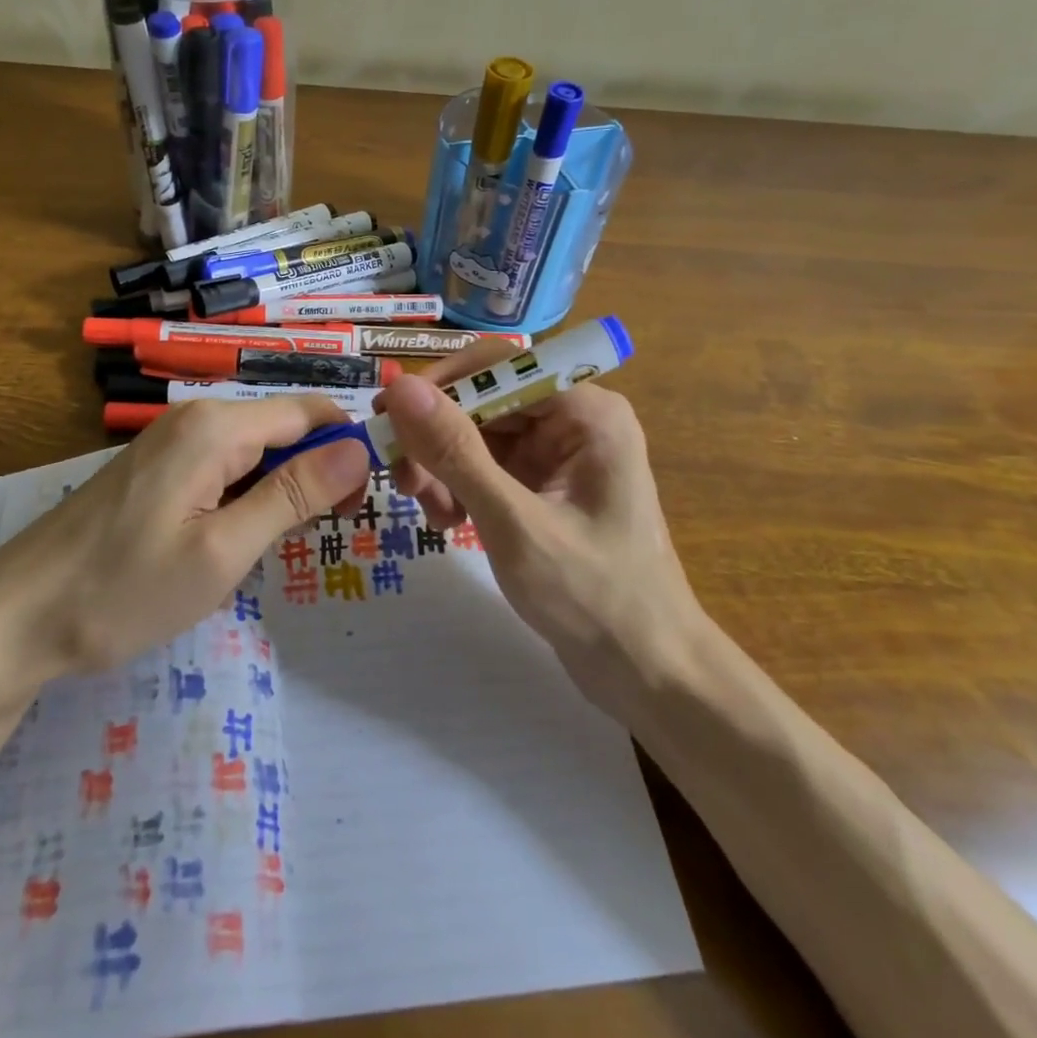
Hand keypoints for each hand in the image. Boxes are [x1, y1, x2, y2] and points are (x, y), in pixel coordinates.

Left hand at [0, 397, 372, 686]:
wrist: (17, 618)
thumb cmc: (125, 589)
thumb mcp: (223, 550)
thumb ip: (293, 494)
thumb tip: (360, 449)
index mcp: (217, 426)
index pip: (310, 412)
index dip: (348, 448)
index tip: (363, 503)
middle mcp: (196, 418)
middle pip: (283, 428)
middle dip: (316, 471)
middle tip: (325, 534)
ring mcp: (171, 442)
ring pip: (255, 450)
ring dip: (280, 488)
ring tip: (279, 545)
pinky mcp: (156, 468)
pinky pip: (222, 467)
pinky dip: (246, 496)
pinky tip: (236, 539)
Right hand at [374, 343, 705, 711]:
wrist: (648, 672)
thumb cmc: (593, 596)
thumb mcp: (513, 522)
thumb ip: (455, 451)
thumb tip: (400, 387)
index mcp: (584, 410)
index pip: (496, 365)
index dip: (438, 386)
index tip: (388, 420)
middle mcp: (573, 419)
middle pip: (483, 401)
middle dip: (437, 439)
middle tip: (402, 481)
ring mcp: (559, 453)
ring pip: (477, 435)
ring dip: (443, 467)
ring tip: (430, 512)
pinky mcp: (545, 484)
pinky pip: (487, 466)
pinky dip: (460, 487)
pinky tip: (449, 521)